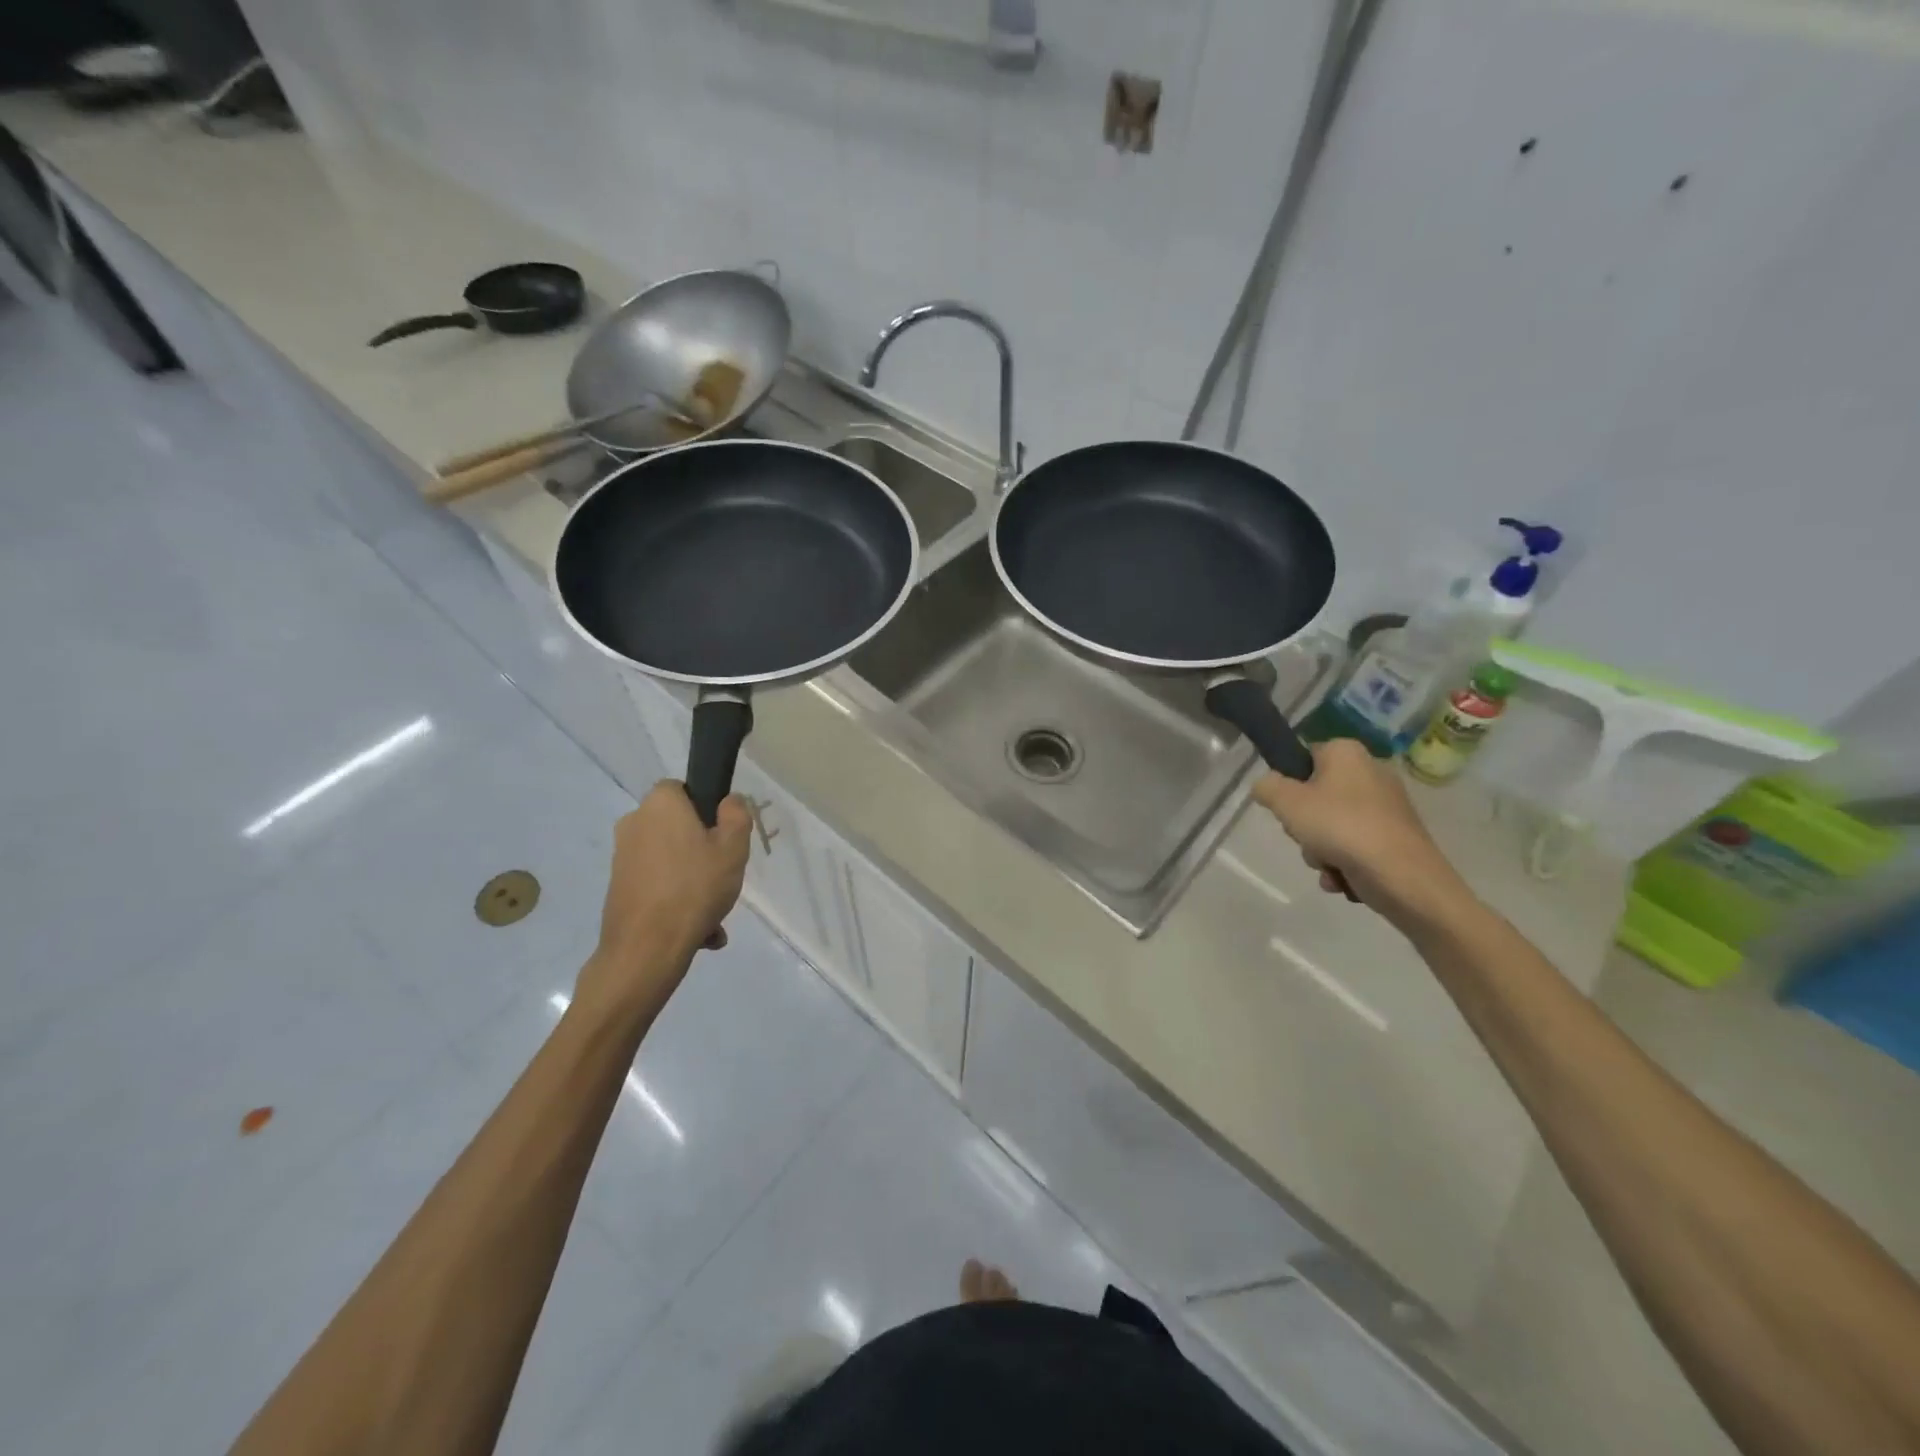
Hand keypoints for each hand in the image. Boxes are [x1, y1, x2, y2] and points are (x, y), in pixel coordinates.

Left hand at [577, 783, 751, 1020]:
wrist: (646, 949)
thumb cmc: (695, 887)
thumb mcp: (733, 847)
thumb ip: (736, 815)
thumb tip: (728, 801)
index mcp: (660, 804)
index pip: (683, 788)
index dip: (706, 808)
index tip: (724, 835)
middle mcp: (634, 823)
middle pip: (678, 828)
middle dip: (702, 852)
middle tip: (724, 877)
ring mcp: (621, 858)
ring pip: (671, 862)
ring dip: (693, 883)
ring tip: (715, 917)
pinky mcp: (618, 888)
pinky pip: (658, 886)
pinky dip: (677, 902)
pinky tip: (698, 931)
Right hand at [1251, 740, 1468, 926]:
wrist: (1403, 876)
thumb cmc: (1340, 827)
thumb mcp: (1286, 802)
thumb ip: (1266, 787)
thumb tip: (1266, 786)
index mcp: (1346, 753)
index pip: (1304, 757)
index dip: (1289, 783)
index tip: (1286, 807)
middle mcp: (1370, 772)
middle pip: (1316, 796)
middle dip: (1304, 825)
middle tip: (1304, 837)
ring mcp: (1386, 806)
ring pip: (1332, 825)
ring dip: (1320, 850)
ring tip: (1327, 864)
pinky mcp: (1396, 836)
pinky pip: (1355, 845)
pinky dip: (1343, 862)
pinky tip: (1341, 878)